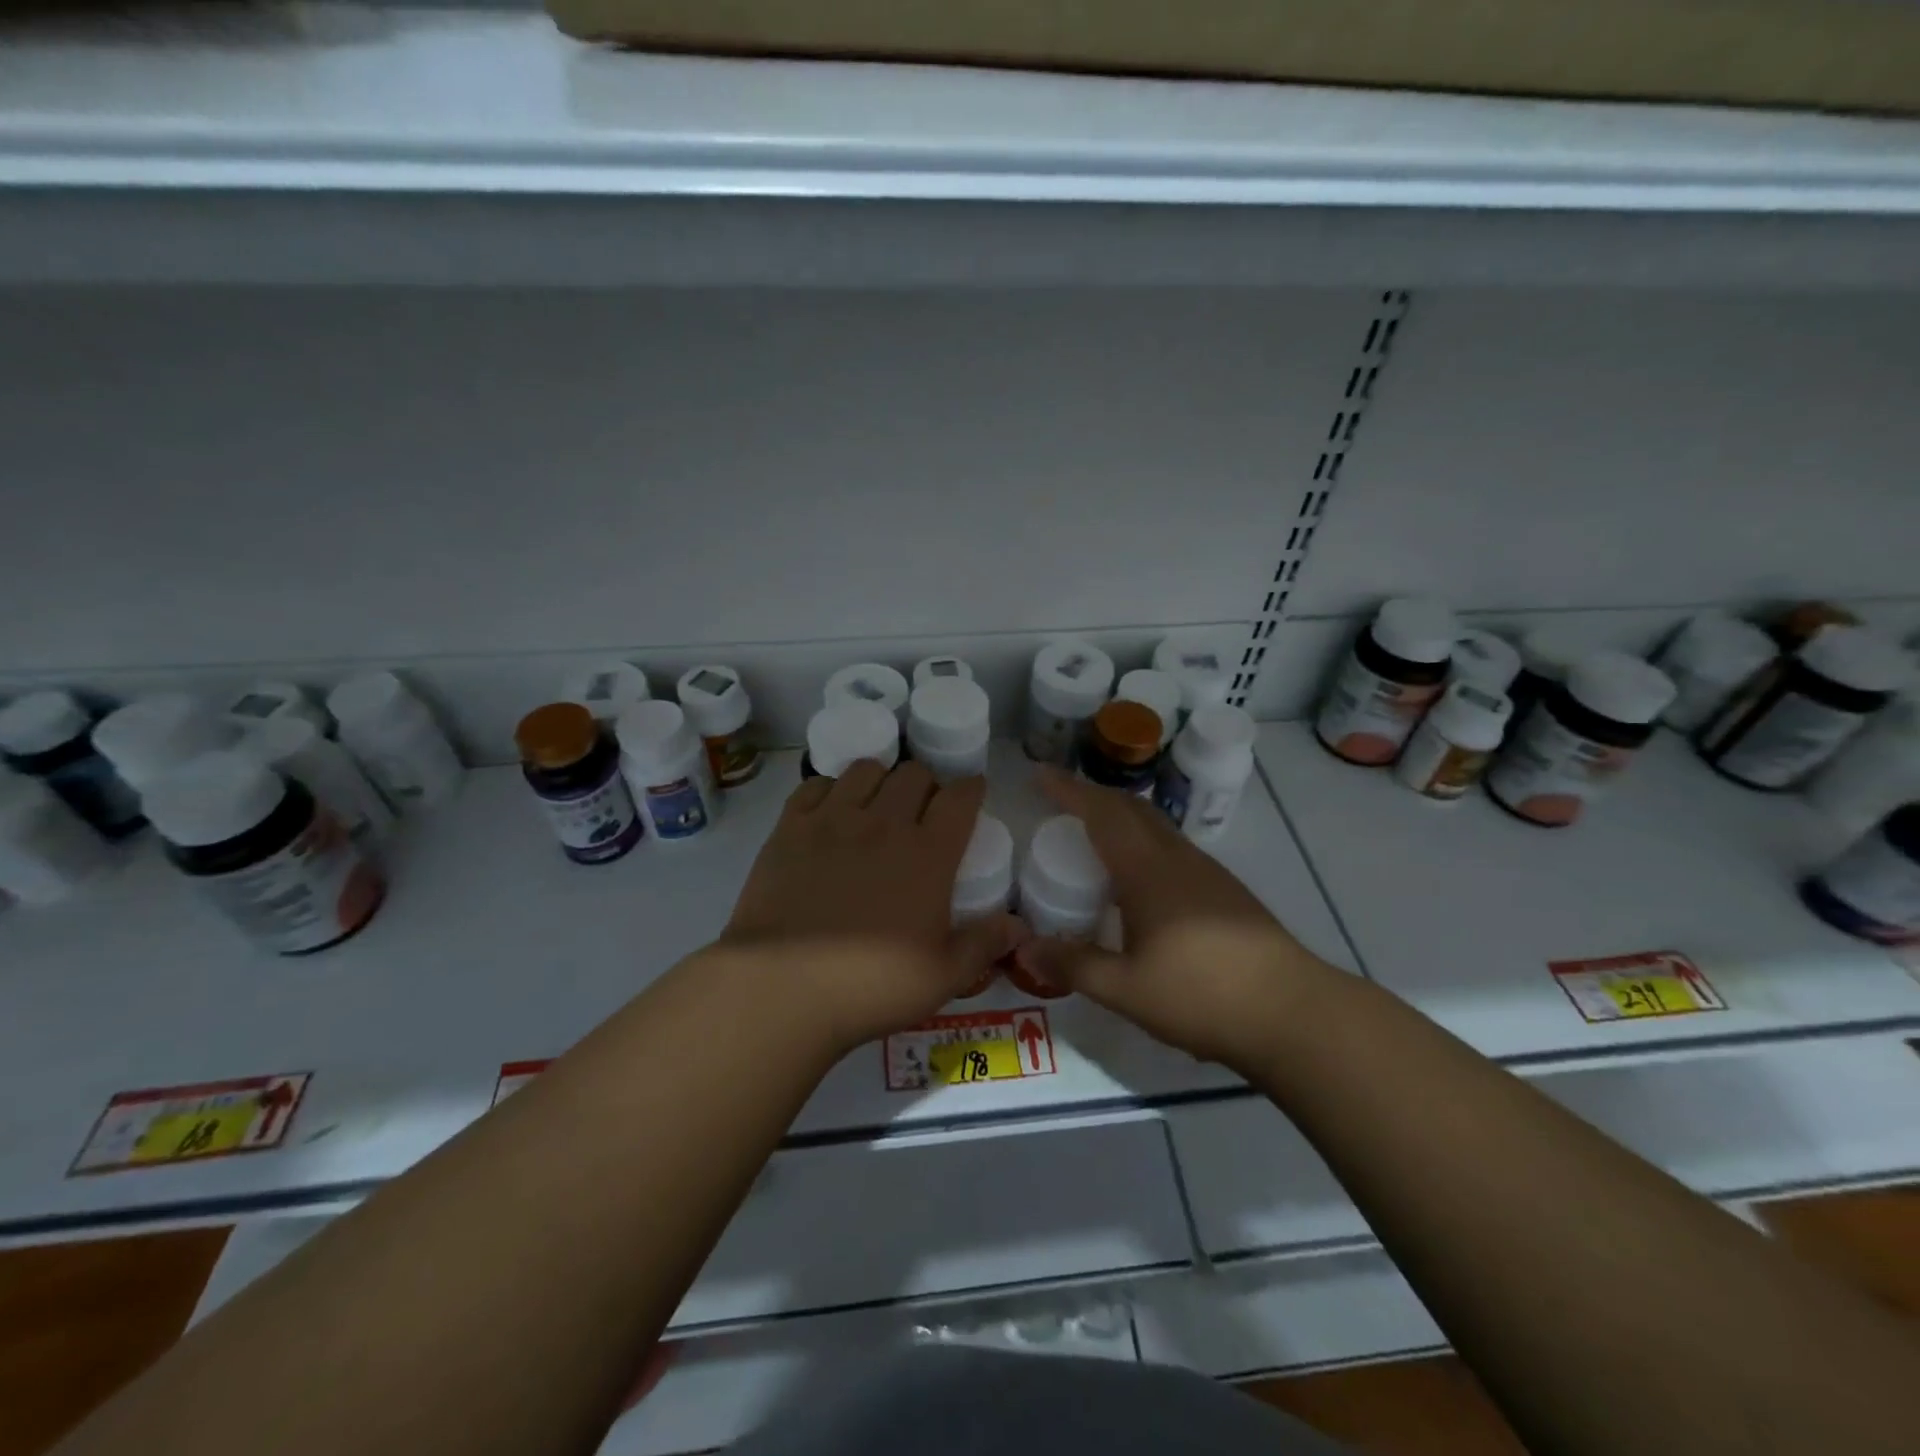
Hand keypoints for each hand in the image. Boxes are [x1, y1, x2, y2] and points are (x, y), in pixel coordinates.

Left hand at [722, 761, 1024, 1053]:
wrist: (783, 988)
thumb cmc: (871, 985)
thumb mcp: (943, 976)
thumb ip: (984, 944)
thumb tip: (1021, 926)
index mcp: (928, 853)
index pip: (960, 798)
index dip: (971, 788)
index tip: (972, 792)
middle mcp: (884, 823)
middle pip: (914, 774)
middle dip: (927, 784)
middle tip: (923, 809)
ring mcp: (833, 820)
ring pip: (866, 769)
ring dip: (881, 779)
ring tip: (876, 804)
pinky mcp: (790, 827)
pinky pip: (815, 784)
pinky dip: (830, 789)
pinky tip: (830, 812)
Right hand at [1012, 769, 1339, 1070]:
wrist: (1292, 1012)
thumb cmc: (1202, 995)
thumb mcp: (1126, 989)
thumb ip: (1074, 966)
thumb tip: (1024, 950)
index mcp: (1147, 870)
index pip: (1101, 813)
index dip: (1068, 790)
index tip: (1040, 774)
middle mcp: (1177, 858)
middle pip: (1131, 808)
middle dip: (1093, 796)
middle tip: (1060, 801)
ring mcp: (1206, 872)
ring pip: (1156, 826)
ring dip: (1121, 817)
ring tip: (1093, 834)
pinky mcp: (1225, 891)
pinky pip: (1172, 847)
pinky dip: (1143, 841)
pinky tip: (1138, 878)